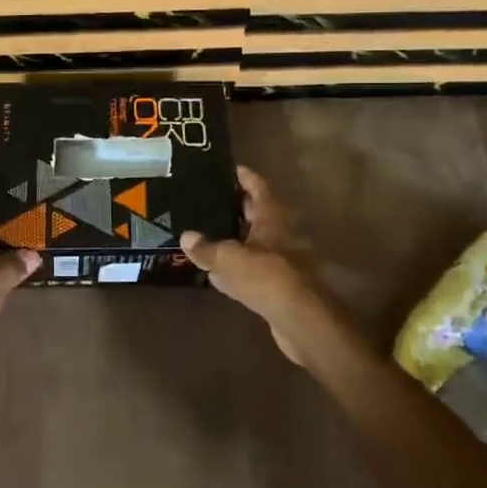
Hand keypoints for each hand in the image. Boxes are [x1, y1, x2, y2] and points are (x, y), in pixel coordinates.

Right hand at [179, 166, 339, 366]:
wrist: (299, 318)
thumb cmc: (265, 276)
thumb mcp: (227, 259)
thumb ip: (206, 248)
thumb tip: (187, 236)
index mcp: (272, 216)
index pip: (258, 187)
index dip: (244, 177)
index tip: (231, 168)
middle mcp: (283, 232)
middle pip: (259, 212)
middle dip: (239, 207)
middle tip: (213, 200)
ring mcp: (286, 258)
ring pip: (258, 240)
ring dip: (240, 237)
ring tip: (212, 232)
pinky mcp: (283, 282)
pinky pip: (257, 266)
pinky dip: (242, 264)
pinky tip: (223, 271)